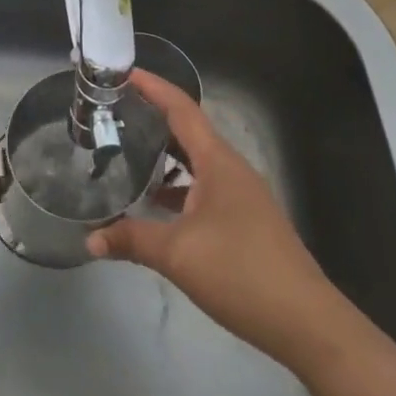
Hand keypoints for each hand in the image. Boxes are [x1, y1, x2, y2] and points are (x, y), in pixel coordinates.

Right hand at [88, 71, 344, 370]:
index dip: (153, 87)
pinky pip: (204, 187)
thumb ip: (132, 240)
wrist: (305, 322)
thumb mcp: (178, 254)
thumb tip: (90, 239)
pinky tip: (155, 206)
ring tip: (126, 153)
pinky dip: (178, 187)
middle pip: (188, 130)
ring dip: (165, 155)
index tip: (123, 73)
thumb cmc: (241, 272)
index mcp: (218, 161)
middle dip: (153, 118)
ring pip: (196, 162)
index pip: (181, 108)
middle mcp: (231, 169)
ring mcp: (241, 195)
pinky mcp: (244, 220)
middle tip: (115, 113)